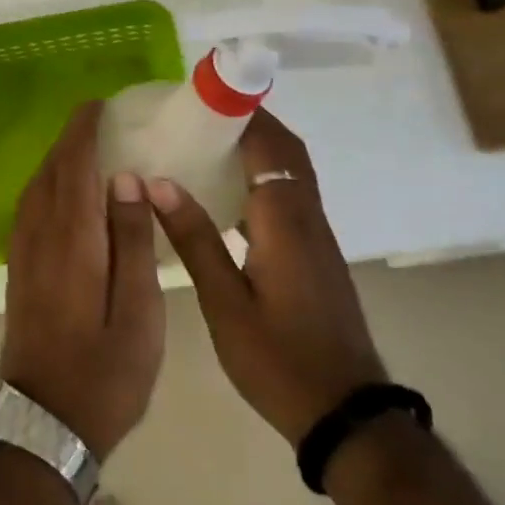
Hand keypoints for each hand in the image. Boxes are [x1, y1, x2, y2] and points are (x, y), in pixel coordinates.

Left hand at [0, 103, 165, 458]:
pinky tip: (63, 195)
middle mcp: (40, 237)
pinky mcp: (18, 272)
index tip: (99, 106)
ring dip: (56, 161)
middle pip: (50, 172)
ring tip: (85, 150)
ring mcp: (22, 255)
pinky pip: (29, 211)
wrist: (42, 424)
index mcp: (73, 241)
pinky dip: (46, 187)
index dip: (83, 131)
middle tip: (98, 121)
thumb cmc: (104, 374)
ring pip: (35, 190)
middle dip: (70, 140)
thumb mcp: (138, 313)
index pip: (74, 167)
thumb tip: (124, 180)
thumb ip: (130, 241)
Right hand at [147, 108, 385, 446]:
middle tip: (201, 112)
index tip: (206, 92)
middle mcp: (307, 218)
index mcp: (285, 222)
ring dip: (259, 146)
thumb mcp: (224, 303)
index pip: (269, 146)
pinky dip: (263, 177)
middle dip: (251, 121)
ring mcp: (316, 238)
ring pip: (292, 172)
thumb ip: (194, 239)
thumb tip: (159, 183)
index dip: (242, 112)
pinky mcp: (315, 255)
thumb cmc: (279, 360)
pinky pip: (290, 196)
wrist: (345, 412)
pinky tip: (227, 194)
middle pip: (288, 151)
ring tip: (207, 141)